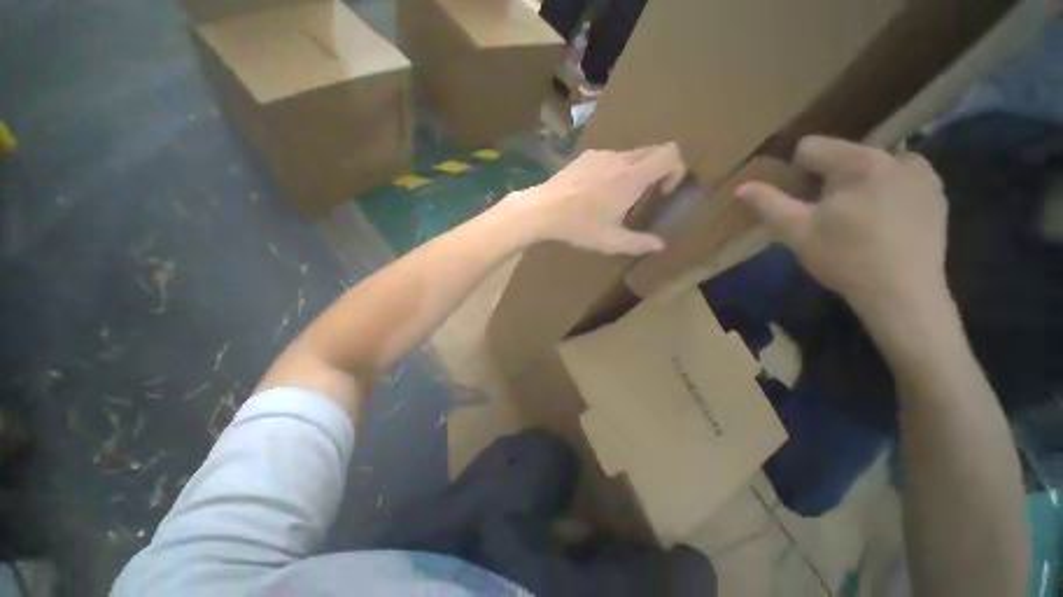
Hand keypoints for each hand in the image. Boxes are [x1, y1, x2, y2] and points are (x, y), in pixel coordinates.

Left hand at [503, 144, 684, 254]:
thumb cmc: (578, 226)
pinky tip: (596, 193)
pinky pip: (611, 158)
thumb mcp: (609, 241)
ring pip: (630, 156)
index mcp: (631, 177)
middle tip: (644, 197)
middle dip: (657, 171)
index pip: (670, 154)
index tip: (662, 193)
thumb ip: (638, 243)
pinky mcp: (586, 156)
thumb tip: (660, 246)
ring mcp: (601, 155)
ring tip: (616, 199)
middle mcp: (620, 159)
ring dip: (634, 173)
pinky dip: (615, 171)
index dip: (676, 170)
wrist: (542, 210)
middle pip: (653, 151)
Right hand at [737, 136, 948, 313]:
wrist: (903, 294)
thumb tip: (741, 187)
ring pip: (873, 167)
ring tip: (859, 220)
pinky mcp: (937, 194)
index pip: (811, 147)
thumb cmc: (844, 259)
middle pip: (844, 156)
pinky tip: (884, 222)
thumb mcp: (796, 232)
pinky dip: (887, 192)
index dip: (796, 172)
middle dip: (829, 180)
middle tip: (829, 216)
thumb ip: (768, 204)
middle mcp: (895, 156)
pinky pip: (901, 180)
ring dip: (859, 185)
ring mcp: (923, 174)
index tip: (801, 200)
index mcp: (858, 162)